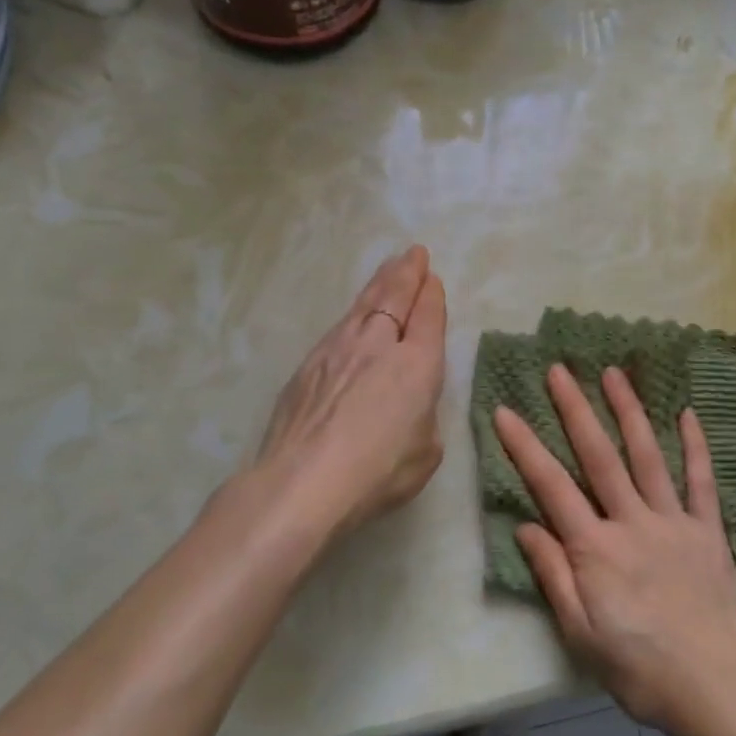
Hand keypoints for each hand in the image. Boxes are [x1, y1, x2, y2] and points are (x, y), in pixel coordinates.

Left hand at [254, 246, 447, 538]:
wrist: (303, 483)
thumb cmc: (378, 473)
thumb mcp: (426, 452)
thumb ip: (423, 419)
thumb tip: (408, 407)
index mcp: (417, 365)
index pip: (428, 318)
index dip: (432, 296)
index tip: (432, 279)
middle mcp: (378, 345)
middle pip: (394, 297)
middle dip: (407, 272)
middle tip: (413, 253)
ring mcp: (338, 350)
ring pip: (363, 304)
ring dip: (379, 283)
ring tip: (388, 267)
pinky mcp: (308, 365)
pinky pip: (339, 326)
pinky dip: (353, 312)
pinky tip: (353, 315)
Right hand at [496, 365, 735, 735]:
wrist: (718, 691)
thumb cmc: (641, 670)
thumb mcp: (581, 635)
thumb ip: (553, 576)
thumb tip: (526, 526)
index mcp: (596, 549)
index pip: (551, 486)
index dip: (524, 447)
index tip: (505, 411)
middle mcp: (632, 523)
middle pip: (599, 456)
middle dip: (575, 410)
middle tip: (559, 370)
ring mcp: (674, 522)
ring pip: (647, 456)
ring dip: (628, 411)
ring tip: (613, 373)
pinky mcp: (708, 531)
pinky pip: (701, 481)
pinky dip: (695, 446)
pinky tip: (686, 414)